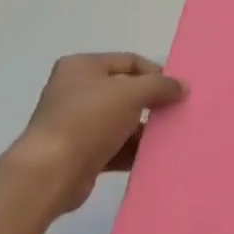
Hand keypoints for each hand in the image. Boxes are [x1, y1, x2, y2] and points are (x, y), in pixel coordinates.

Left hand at [10, 52, 185, 210]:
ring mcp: (79, 123)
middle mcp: (78, 91)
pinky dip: (135, 151)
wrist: (52, 172)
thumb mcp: (129, 94)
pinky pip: (117, 147)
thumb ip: (159, 86)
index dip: (156, 73)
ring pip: (123, 121)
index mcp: (82, 67)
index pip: (129, 61)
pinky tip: (157, 158)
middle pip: (126, 91)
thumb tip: (182, 86)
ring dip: (146, 130)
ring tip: (174, 137)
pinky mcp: (83, 152)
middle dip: (153, 102)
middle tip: (179, 113)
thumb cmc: (88, 121)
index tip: (180, 90)